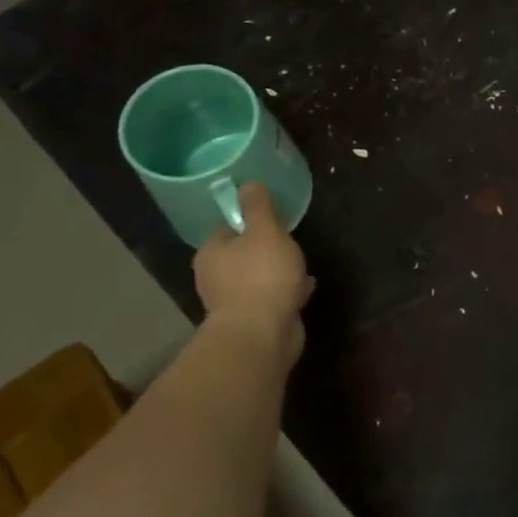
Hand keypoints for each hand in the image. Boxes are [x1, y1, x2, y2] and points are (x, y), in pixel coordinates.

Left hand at [193, 184, 313, 371]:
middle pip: (242, 254)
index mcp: (212, 251)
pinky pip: (271, 297)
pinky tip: (305, 288)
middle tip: (290, 242)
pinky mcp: (253, 320)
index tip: (273, 220)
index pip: (228, 228)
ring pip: (257, 277)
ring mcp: (233, 301)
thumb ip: (258, 207)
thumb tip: (248, 182)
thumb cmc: (262, 276)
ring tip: (301, 266)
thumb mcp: (265, 231)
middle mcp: (215, 275)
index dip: (250, 221)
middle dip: (265, 249)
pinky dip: (285, 291)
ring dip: (277, 272)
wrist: (262, 333)